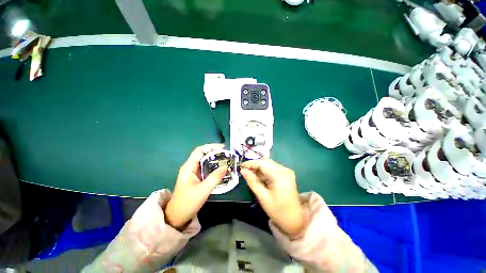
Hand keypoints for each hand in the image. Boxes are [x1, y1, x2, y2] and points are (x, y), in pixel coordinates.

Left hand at [165, 144, 226, 229]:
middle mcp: (190, 167)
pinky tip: (220, 169)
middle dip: (214, 152)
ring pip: (204, 161)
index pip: (200, 150)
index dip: (211, 147)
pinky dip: (213, 166)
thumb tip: (225, 167)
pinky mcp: (196, 177)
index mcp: (189, 167)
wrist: (177, 217)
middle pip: (203, 154)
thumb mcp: (203, 190)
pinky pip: (205, 168)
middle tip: (227, 154)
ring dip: (214, 159)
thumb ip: (215, 178)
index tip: (223, 148)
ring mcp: (192, 172)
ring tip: (226, 160)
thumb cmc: (187, 203)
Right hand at [240, 159, 303, 235]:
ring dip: (259, 167)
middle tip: (245, 170)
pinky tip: (258, 176)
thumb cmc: (278, 211)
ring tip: (250, 173)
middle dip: (255, 165)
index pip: (262, 163)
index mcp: (279, 175)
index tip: (241, 166)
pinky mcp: (286, 174)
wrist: (295, 220)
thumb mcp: (263, 197)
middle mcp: (284, 170)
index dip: (251, 163)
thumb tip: (243, 170)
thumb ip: (252, 181)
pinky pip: (272, 168)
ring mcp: (286, 171)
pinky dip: (264, 170)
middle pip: (266, 162)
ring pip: (269, 164)